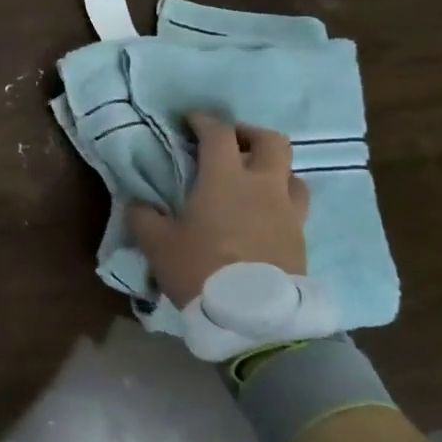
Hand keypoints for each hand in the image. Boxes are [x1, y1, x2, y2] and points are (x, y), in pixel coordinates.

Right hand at [128, 112, 308, 306]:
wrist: (255, 319)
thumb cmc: (201, 269)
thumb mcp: (157, 244)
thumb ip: (144, 216)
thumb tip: (139, 203)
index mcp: (225, 178)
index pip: (218, 133)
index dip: (203, 121)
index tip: (190, 122)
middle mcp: (262, 186)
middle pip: (271, 141)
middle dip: (249, 134)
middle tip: (230, 143)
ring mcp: (288, 212)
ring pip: (292, 174)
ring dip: (272, 170)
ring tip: (253, 182)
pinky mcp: (301, 238)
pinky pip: (296, 206)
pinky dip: (281, 201)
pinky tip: (263, 215)